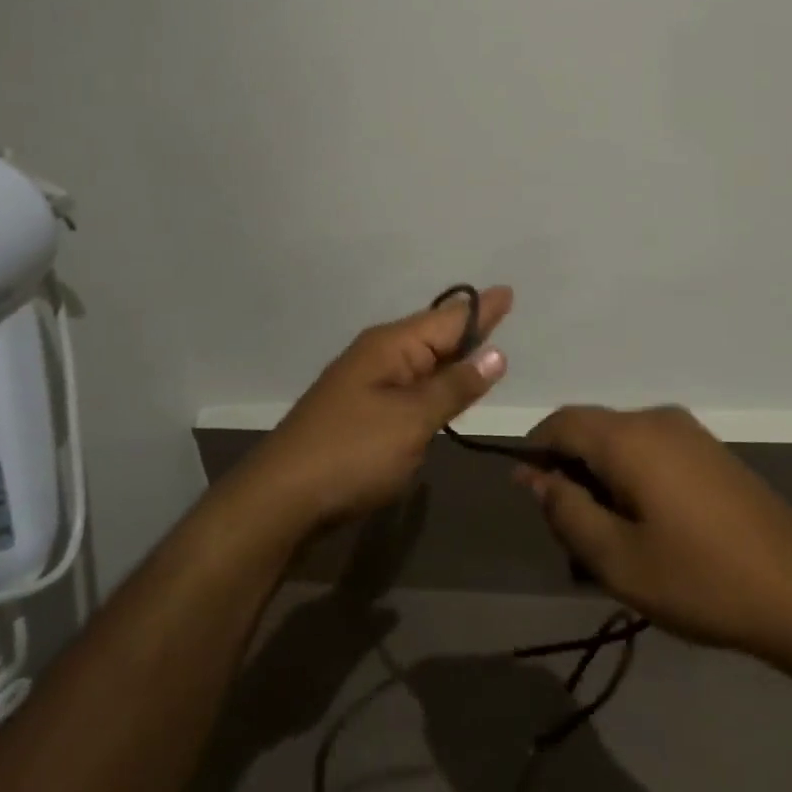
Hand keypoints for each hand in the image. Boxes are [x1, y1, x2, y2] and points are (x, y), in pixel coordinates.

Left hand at [245, 287, 512, 529]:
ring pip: (421, 362)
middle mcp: (378, 356)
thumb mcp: (412, 420)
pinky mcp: (361, 414)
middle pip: (434, 336)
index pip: (448, 319)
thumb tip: (495, 353)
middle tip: (502, 311)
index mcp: (391, 346)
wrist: (282, 499)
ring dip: (451, 357)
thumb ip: (455, 386)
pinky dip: (433, 385)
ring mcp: (366, 385)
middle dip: (467, 327)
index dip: (482, 309)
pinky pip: (408, 387)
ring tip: (483, 345)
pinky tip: (445, 390)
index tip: (509, 291)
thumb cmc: (352, 453)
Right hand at [518, 406, 791, 662]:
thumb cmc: (701, 578)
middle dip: (569, 474)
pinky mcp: (710, 452)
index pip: (561, 422)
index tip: (530, 496)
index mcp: (629, 437)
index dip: (534, 451)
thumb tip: (534, 475)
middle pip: (591, 432)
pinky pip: (652, 453)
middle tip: (571, 536)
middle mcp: (656, 420)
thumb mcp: (617, 558)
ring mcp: (689, 433)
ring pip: (621, 445)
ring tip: (609, 543)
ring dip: (601, 482)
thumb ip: (566, 511)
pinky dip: (632, 481)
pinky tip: (647, 531)